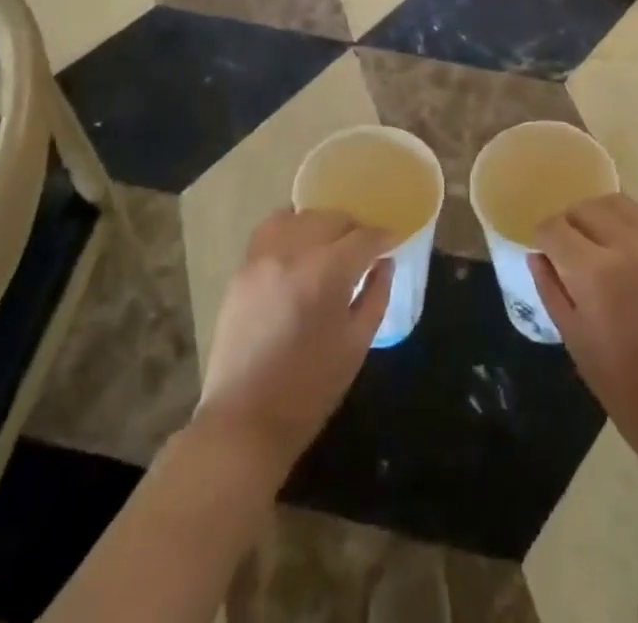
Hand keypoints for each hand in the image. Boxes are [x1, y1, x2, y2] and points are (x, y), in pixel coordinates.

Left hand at [192, 208, 393, 478]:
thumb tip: (385, 263)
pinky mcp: (243, 267)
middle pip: (333, 218)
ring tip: (333, 244)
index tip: (395, 241)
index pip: (364, 238)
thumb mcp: (356, 345)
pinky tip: (301, 243)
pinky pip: (272, 228)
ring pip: (302, 216)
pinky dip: (292, 226)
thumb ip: (376, 295)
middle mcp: (293, 253)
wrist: (244, 421)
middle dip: (356, 228)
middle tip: (366, 248)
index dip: (384, 237)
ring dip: (324, 224)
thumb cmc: (310, 390)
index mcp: (326, 274)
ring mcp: (263, 257)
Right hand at [530, 194, 637, 474]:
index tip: (543, 253)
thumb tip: (537, 255)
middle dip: (567, 225)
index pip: (554, 228)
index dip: (542, 238)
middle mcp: (627, 245)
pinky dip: (624, 221)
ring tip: (593, 244)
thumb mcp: (573, 338)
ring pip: (614, 202)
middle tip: (566, 252)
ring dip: (595, 215)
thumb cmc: (622, 385)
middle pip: (583, 208)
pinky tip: (620, 247)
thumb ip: (551, 288)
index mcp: (595, 272)